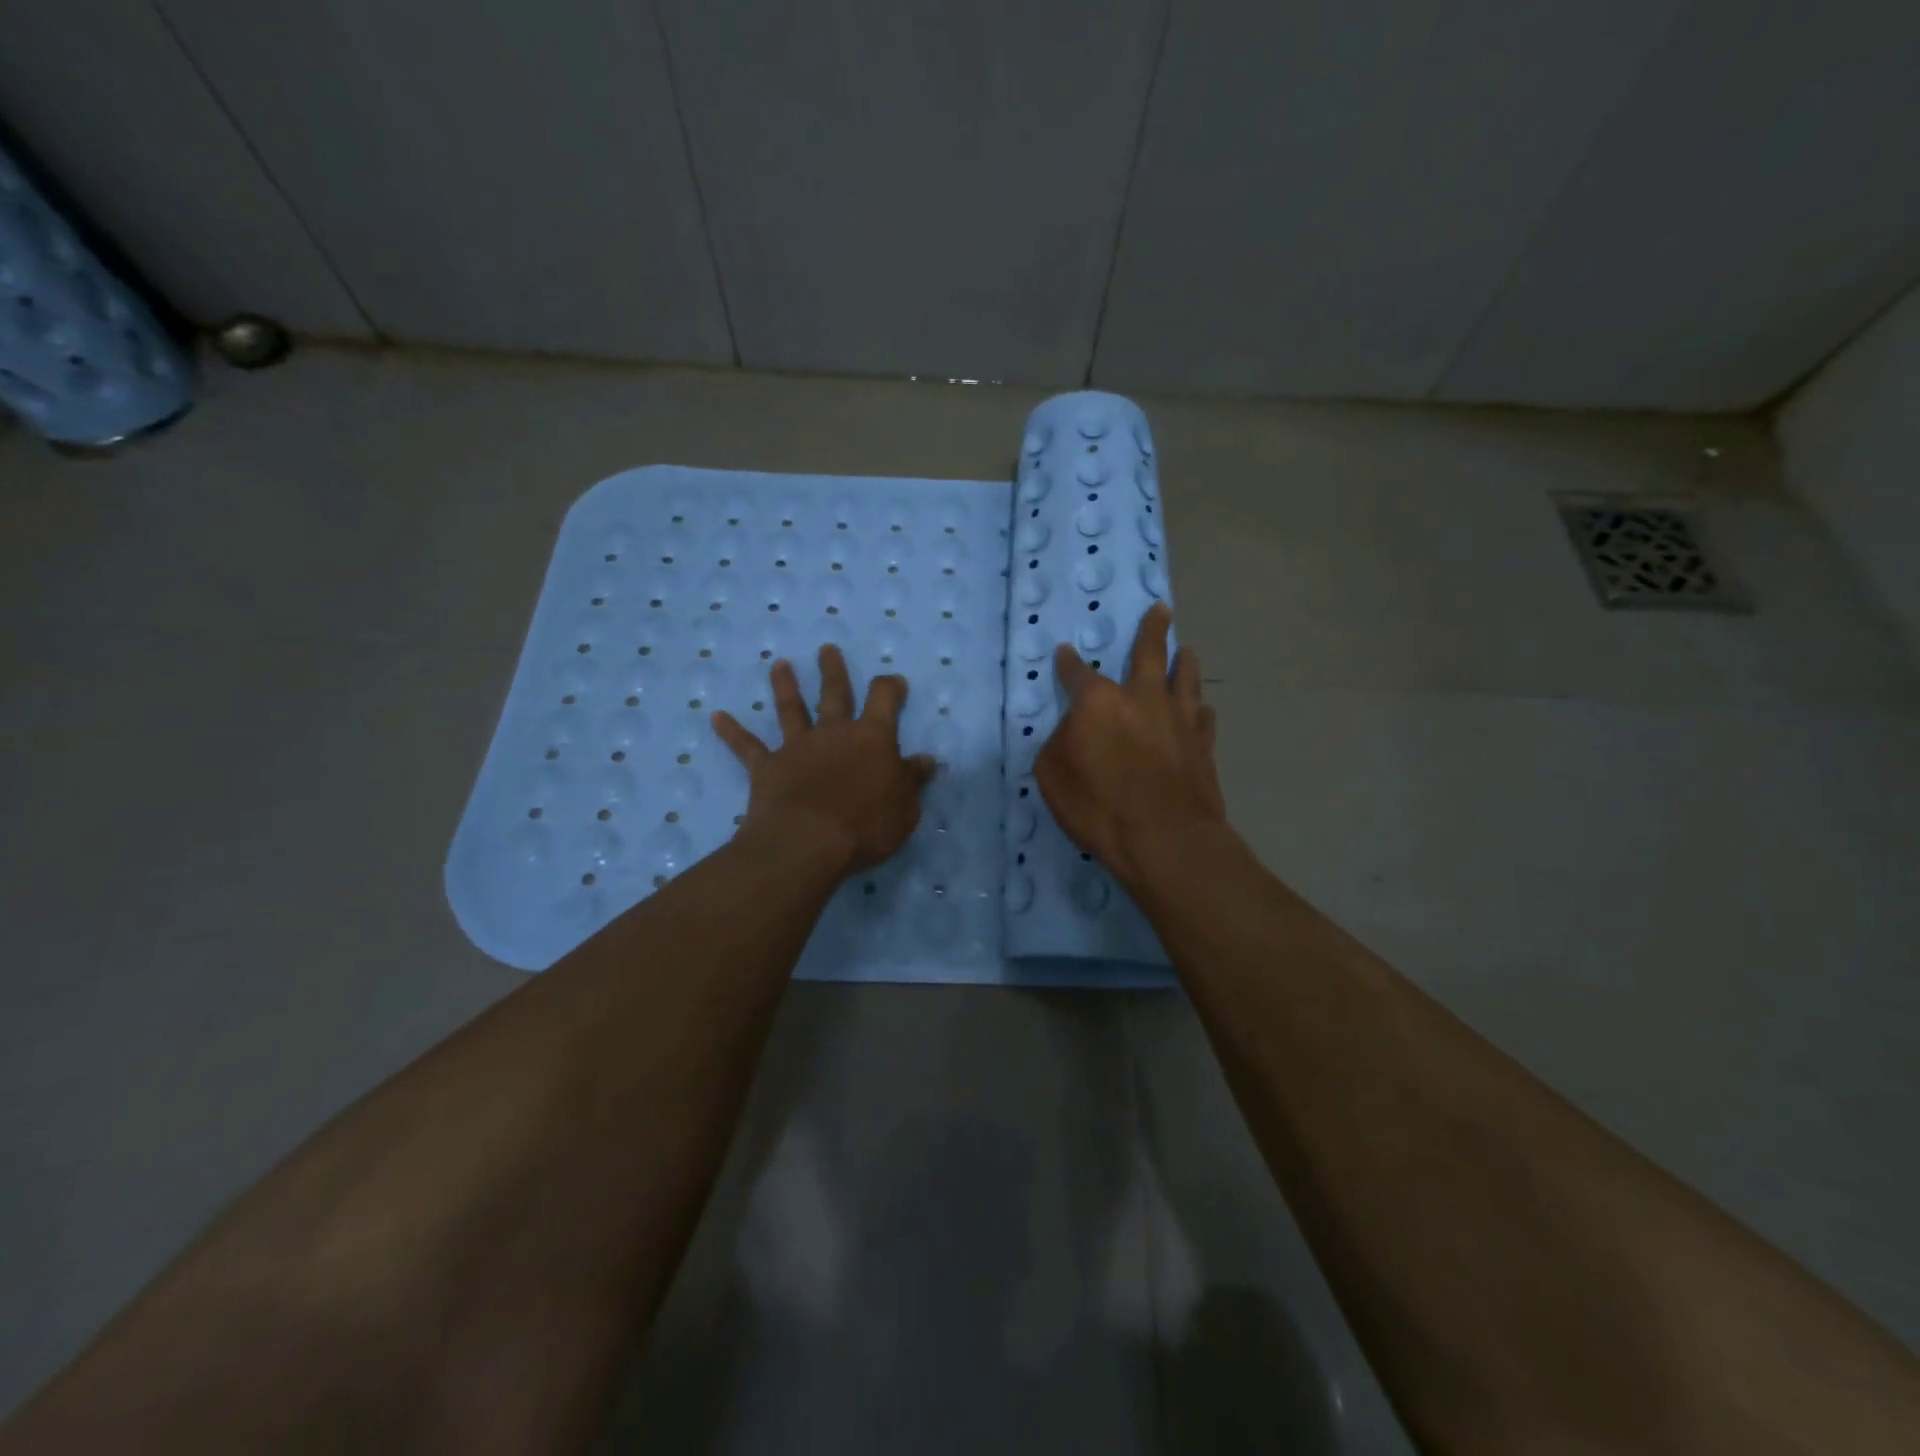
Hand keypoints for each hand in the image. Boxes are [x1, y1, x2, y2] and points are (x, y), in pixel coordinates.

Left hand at [711, 644, 936, 875]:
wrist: (809, 842)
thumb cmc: (866, 826)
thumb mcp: (905, 808)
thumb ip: (912, 780)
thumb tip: (926, 760)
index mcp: (872, 739)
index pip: (884, 699)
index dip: (890, 687)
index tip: (894, 682)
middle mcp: (834, 733)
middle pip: (834, 693)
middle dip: (833, 670)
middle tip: (826, 649)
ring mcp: (797, 747)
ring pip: (791, 709)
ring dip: (785, 686)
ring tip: (779, 665)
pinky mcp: (767, 767)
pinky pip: (747, 746)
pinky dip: (732, 731)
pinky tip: (716, 717)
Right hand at [1035, 602, 1226, 887]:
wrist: (1166, 841)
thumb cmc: (1100, 808)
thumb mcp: (1053, 777)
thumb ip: (1059, 744)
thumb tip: (1073, 730)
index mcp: (1099, 703)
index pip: (1077, 673)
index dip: (1068, 663)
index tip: (1064, 652)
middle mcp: (1142, 699)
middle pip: (1149, 653)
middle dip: (1152, 629)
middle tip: (1160, 609)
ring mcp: (1179, 720)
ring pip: (1185, 678)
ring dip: (1184, 662)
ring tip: (1187, 650)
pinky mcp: (1203, 746)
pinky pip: (1204, 718)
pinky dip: (1200, 709)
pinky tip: (1202, 709)